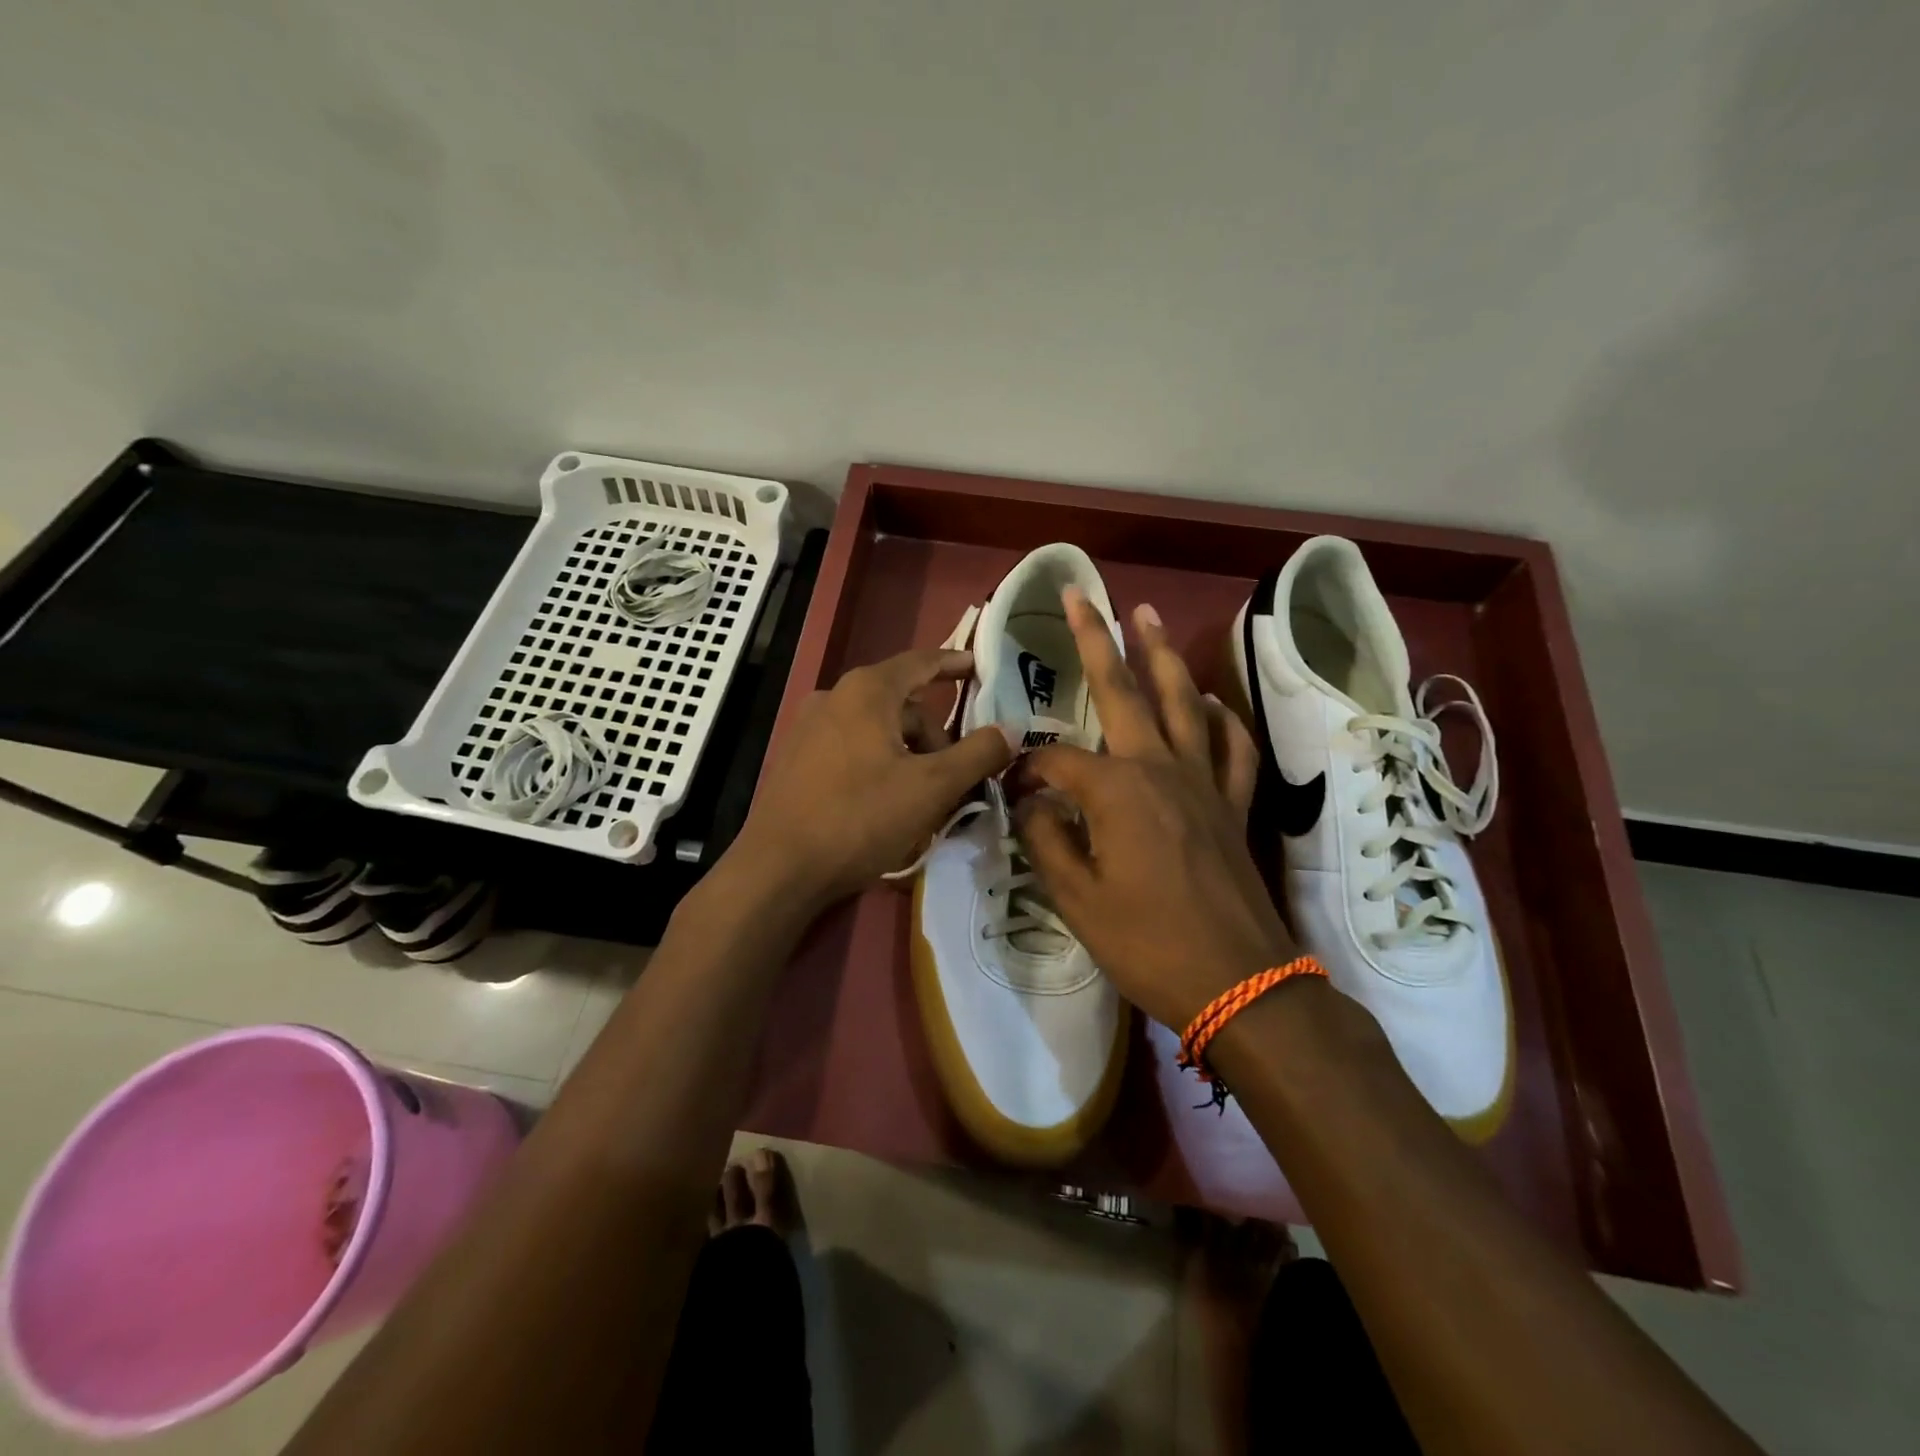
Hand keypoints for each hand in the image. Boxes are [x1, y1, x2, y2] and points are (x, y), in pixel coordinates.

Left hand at [737, 648, 1014, 908]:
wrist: (778, 868)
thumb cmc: (860, 817)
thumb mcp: (932, 787)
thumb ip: (977, 753)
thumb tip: (1012, 729)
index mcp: (867, 691)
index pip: (922, 662)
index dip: (956, 663)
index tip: (982, 667)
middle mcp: (834, 697)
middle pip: (903, 705)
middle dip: (935, 737)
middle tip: (956, 779)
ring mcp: (809, 728)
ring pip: (878, 731)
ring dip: (910, 757)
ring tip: (923, 802)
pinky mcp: (796, 759)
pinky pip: (853, 749)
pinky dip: (880, 766)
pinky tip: (886, 806)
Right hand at [1016, 593, 1297, 1030]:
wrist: (1239, 983)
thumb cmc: (1148, 944)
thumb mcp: (1076, 900)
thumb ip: (1047, 840)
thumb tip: (1033, 802)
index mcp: (1116, 790)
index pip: (1056, 759)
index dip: (1027, 769)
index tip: (1013, 792)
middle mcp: (1160, 768)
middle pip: (1123, 692)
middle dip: (1097, 641)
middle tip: (1082, 596)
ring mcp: (1203, 782)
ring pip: (1182, 702)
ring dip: (1162, 657)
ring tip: (1147, 615)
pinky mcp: (1233, 804)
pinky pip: (1231, 748)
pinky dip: (1222, 719)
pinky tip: (1212, 701)